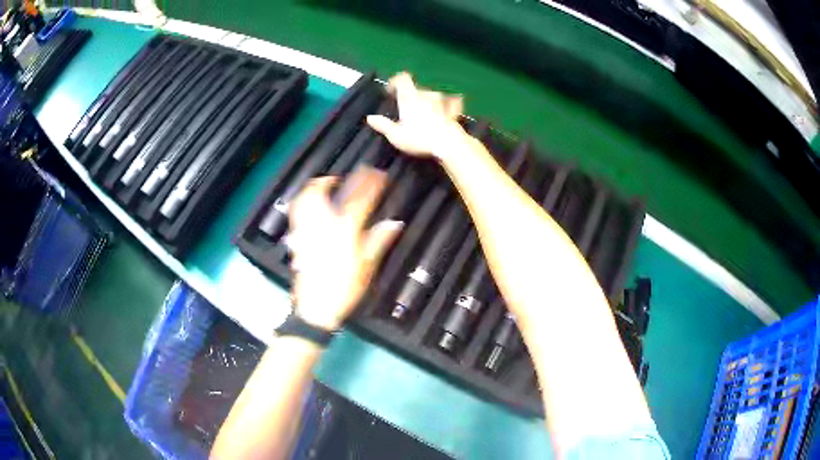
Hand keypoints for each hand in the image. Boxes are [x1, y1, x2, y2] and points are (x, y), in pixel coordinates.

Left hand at [286, 167, 402, 329]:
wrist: (316, 307)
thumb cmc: (344, 287)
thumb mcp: (367, 266)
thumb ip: (379, 240)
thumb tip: (394, 223)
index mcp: (343, 230)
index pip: (359, 199)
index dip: (370, 183)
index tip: (378, 174)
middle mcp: (322, 225)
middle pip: (323, 191)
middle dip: (336, 178)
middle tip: (349, 176)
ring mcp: (307, 230)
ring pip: (306, 198)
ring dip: (317, 186)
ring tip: (328, 183)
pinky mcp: (298, 238)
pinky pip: (297, 211)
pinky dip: (304, 200)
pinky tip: (310, 202)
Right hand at [367, 72, 465, 160]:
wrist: (449, 143)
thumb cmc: (419, 138)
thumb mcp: (396, 135)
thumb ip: (383, 125)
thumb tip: (369, 118)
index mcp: (409, 97)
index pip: (402, 78)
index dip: (395, 82)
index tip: (391, 92)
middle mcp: (425, 94)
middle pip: (416, 88)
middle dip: (411, 95)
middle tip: (406, 109)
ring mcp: (441, 100)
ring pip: (432, 94)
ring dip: (427, 99)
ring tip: (424, 112)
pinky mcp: (453, 109)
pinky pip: (451, 102)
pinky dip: (449, 103)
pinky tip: (449, 108)